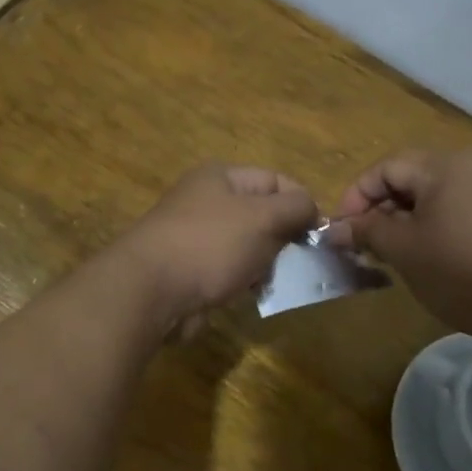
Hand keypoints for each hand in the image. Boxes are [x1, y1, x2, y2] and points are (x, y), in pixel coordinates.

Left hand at [116, 165, 318, 335]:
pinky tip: (253, 293)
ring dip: (266, 262)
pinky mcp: (190, 269)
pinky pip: (229, 269)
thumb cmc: (211, 244)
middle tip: (302, 260)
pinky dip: (244, 280)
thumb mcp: (263, 217)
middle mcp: (206, 200)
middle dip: (284, 236)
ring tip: (277, 279)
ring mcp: (196, 236)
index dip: (301, 202)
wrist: (150, 290)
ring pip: (247, 244)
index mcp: (221, 177)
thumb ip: (295, 208)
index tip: (320, 233)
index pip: (275, 179)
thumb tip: (311, 207)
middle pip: (261, 213)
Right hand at [324, 146, 471, 342]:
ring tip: (395, 252)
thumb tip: (334, 229)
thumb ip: (366, 231)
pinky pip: (466, 204)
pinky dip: (441, 222)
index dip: (357, 196)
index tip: (342, 230)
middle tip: (366, 244)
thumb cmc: (463, 272)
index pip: (387, 167)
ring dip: (410, 217)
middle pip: (414, 176)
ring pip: (440, 192)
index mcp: (447, 164)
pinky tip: (433, 252)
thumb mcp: (405, 251)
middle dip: (384, 208)